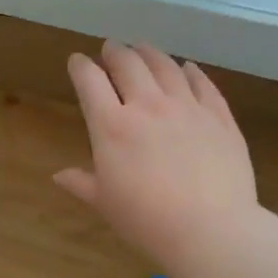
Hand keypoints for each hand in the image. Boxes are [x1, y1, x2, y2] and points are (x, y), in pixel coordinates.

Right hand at [55, 41, 258, 267]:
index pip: (90, 83)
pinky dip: (191, 71)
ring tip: (143, 48)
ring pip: (166, 67)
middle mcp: (148, 106)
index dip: (81, 67)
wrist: (209, 229)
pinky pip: (203, 84)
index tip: (77, 61)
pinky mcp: (219, 117)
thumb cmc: (146, 220)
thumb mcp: (105, 204)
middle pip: (128, 64)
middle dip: (115, 52)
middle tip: (110, 48)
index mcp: (112, 127)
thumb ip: (82, 183)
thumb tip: (58, 175)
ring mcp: (187, 108)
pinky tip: (187, 68)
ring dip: (150, 53)